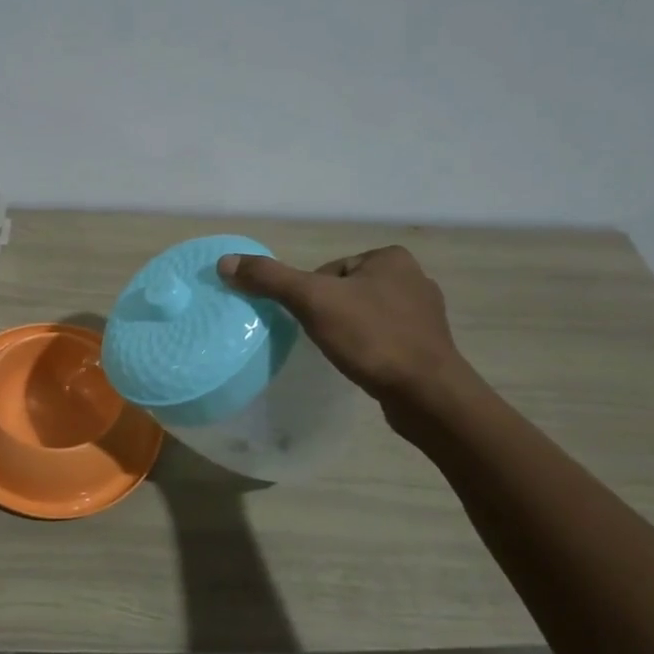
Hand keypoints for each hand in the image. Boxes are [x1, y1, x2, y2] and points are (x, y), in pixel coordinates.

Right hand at [217, 246, 471, 407]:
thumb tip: (225, 262)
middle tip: (323, 339)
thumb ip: (269, 279)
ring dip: (348, 332)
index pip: (328, 270)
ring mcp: (424, 314)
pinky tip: (363, 365)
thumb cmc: (371, 338)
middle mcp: (413, 278)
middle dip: (328, 314)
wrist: (428, 395)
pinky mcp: (428, 346)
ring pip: (363, 315)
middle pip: (343, 291)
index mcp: (390, 258)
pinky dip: (367, 349)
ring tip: (342, 354)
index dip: (310, 295)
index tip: (311, 320)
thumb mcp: (312, 301)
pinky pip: (383, 338)